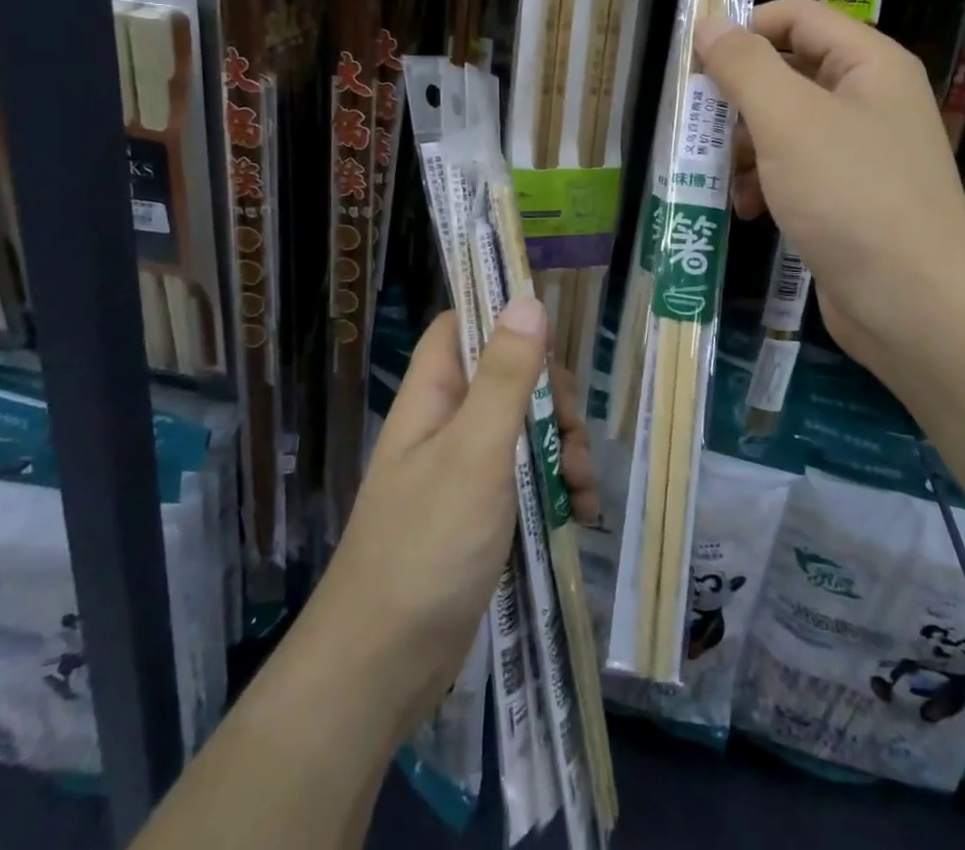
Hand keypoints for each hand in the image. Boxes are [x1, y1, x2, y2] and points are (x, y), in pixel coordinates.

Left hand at [312, 299, 595, 739]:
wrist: (385, 666)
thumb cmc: (428, 545)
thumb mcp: (475, 451)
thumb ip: (505, 375)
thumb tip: (527, 298)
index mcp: (432, 395)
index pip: (462, 326)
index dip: (503, 319)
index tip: (551, 341)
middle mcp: (447, 423)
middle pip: (507, 376)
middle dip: (550, 398)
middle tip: (572, 435)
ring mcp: (464, 469)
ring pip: (524, 428)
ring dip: (561, 446)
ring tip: (580, 486)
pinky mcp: (481, 511)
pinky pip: (526, 477)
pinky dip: (555, 486)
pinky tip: (579, 511)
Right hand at [694, 0, 964, 368]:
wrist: (914, 304)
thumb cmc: (850, 195)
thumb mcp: (788, 119)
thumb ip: (745, 66)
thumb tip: (710, 24)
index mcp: (868, 64)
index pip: (798, 17)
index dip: (746, 28)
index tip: (696, 60)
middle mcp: (868, 100)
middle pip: (788, 72)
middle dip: (738, 98)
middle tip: (697, 122)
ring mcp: (860, 152)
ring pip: (785, 126)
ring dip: (744, 146)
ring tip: (718, 174)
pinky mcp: (847, 199)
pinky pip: (795, 171)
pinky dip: (764, 183)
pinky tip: (745, 209)